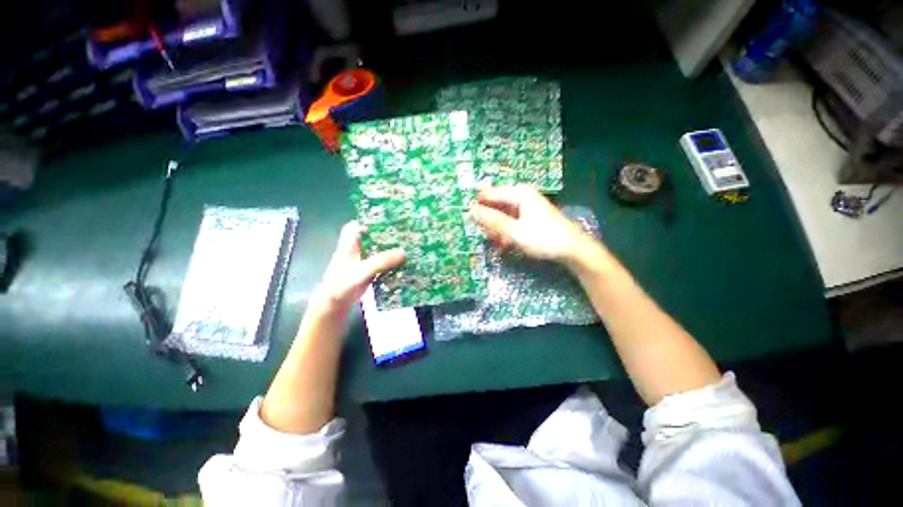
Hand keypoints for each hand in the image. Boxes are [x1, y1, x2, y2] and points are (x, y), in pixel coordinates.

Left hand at [311, 221, 404, 313]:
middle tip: (406, 231)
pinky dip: (392, 263)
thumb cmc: (341, 287)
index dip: (369, 220)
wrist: (334, 309)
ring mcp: (363, 262)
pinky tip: (405, 263)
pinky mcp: (369, 273)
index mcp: (349, 245)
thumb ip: (380, 262)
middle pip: (372, 237)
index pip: (356, 225)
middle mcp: (356, 251)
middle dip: (387, 234)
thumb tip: (404, 252)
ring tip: (410, 245)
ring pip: (379, 251)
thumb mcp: (361, 272)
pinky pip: (383, 264)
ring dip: (392, 249)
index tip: (387, 219)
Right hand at [469, 185, 590, 261]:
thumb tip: (470, 210)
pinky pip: (510, 222)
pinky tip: (505, 245)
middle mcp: (521, 196)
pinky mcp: (529, 217)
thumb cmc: (544, 238)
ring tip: (499, 244)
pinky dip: (506, 233)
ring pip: (501, 216)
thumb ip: (492, 220)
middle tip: (490, 238)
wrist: (573, 249)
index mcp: (518, 193)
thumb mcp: (514, 231)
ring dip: (497, 230)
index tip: (467, 221)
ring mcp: (525, 206)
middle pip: (494, 205)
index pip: (488, 195)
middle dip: (489, 222)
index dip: (477, 207)